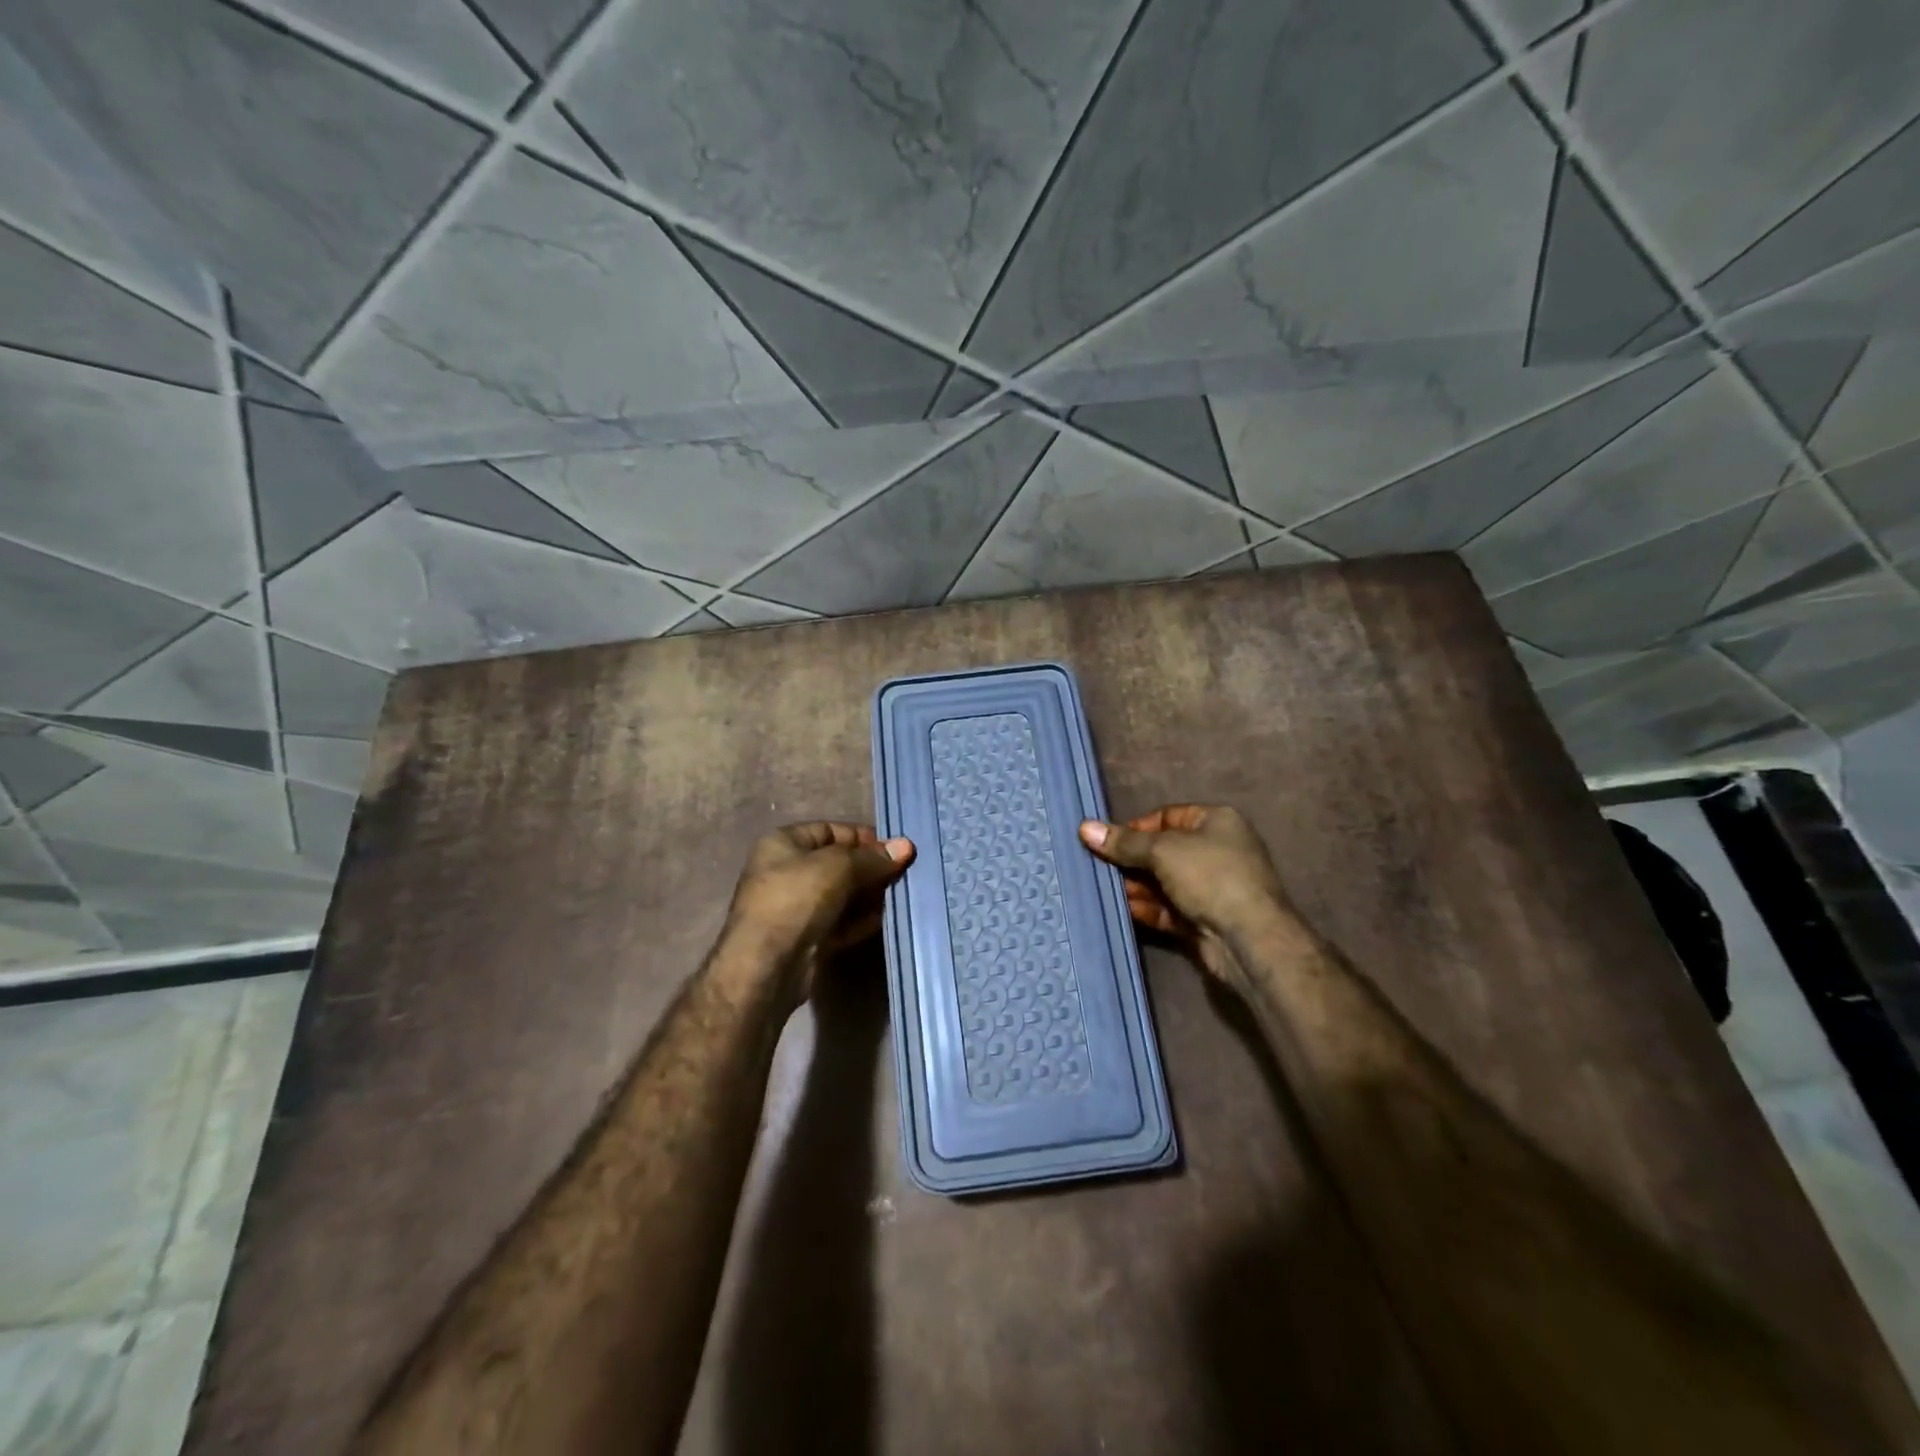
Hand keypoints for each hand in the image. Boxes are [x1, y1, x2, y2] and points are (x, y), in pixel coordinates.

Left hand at [724, 822, 914, 998]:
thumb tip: (906, 846)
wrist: (767, 966)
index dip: (862, 837)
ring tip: (897, 895)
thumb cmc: (797, 900)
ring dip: (868, 896)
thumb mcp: (839, 867)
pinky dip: (859, 921)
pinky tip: (882, 920)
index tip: (894, 849)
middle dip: (869, 868)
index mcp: (783, 844)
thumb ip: (873, 857)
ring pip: (840, 895)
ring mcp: (794, 908)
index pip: (829, 830)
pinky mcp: (805, 939)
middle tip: (902, 874)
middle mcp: (785, 872)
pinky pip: (838, 923)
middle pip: (837, 863)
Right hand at [1079, 805, 1293, 991]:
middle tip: (1098, 866)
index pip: (1167, 816)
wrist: (1249, 939)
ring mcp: (1211, 887)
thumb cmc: (1210, 877)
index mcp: (1217, 821)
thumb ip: (1124, 842)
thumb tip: (1085, 827)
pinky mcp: (1204, 919)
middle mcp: (1217, 850)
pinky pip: (1168, 908)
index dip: (1136, 827)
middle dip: (1131, 860)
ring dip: (1135, 886)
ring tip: (1103, 888)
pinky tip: (1122, 909)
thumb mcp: (1162, 851)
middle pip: (1163, 850)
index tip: (1106, 841)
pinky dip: (1146, 908)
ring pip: (1163, 882)